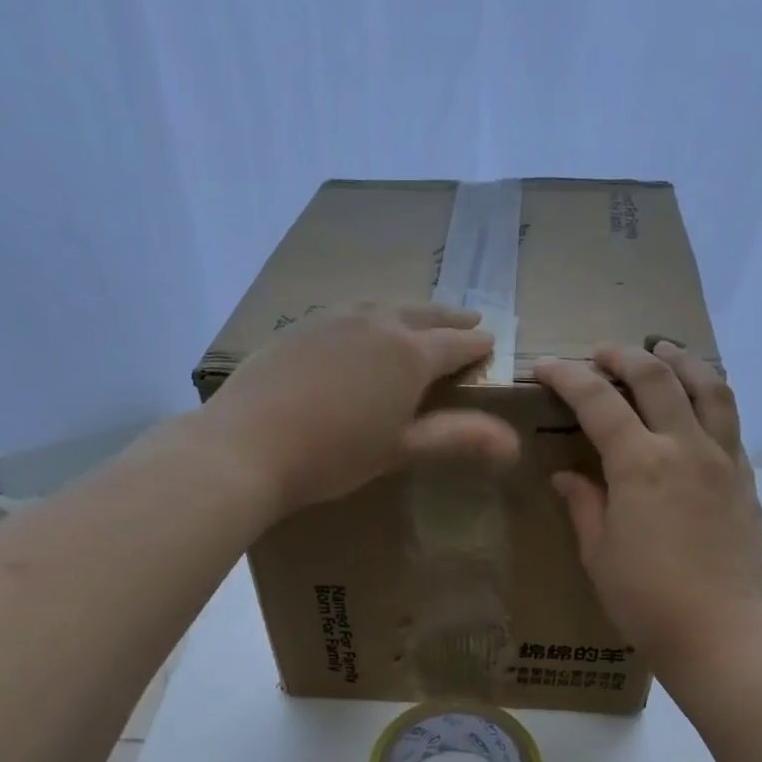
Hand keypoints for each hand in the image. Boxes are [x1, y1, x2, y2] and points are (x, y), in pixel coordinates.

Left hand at [203, 303, 518, 513]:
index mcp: (410, 354)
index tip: (491, 343)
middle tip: (468, 320)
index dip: (477, 346)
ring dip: (409, 312)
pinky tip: (359, 330)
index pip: (456, 344)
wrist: (247, 444)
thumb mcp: (401, 449)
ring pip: (384, 307)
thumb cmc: (334, 454)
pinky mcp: (300, 326)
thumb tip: (514, 444)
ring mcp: (334, 318)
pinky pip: (348, 313)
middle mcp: (377, 323)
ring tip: (418, 319)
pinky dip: (369, 317)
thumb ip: (458, 438)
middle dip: (449, 320)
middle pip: (423, 314)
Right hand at [535, 343, 761, 677]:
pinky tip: (698, 402)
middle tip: (600, 354)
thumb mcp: (598, 552)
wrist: (719, 632)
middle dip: (623, 355)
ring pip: (709, 386)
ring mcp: (723, 459)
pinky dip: (710, 397)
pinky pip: (730, 421)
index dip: (568, 377)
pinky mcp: (745, 478)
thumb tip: (567, 475)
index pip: (598, 401)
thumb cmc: (644, 598)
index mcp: (640, 464)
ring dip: (681, 360)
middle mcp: (685, 447)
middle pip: (657, 376)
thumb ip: (583, 503)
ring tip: (664, 349)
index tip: (546, 368)